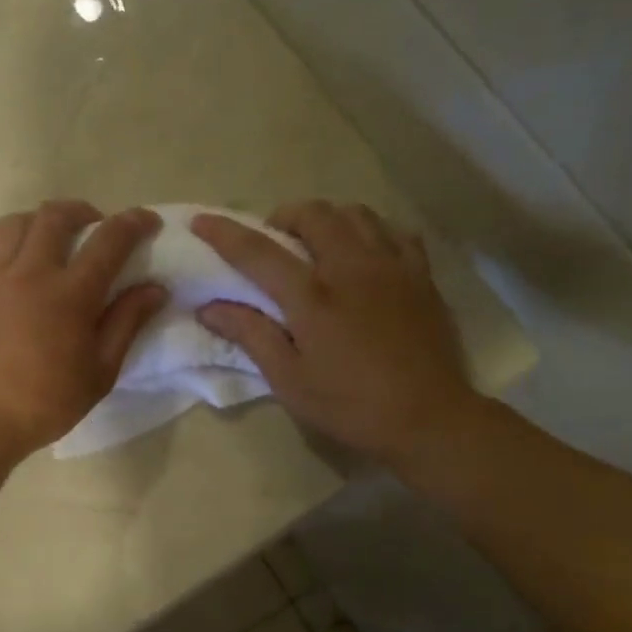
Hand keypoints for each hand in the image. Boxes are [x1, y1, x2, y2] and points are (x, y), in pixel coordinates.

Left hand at [0, 201, 166, 458]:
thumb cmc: (45, 403)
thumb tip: (155, 288)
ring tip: (51, 236)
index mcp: (70, 295)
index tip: (146, 221)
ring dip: (42, 220)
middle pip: (57, 217)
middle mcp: (30, 272)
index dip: (133, 223)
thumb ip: (127, 323)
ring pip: (18, 221)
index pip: (109, 241)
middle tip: (94, 227)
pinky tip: (14, 247)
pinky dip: (7, 233)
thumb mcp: (100, 372)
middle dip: (84, 212)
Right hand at [191, 201, 476, 465]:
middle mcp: (351, 269)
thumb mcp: (289, 380)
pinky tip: (363, 251)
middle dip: (284, 217)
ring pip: (356, 213)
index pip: (258, 252)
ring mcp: (392, 266)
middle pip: (313, 214)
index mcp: (312, 298)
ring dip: (327, 218)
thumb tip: (209, 309)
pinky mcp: (421, 275)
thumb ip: (250, 335)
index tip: (201, 221)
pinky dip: (370, 230)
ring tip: (317, 242)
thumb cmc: (350, 405)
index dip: (225, 234)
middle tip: (273, 241)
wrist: (430, 418)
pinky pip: (395, 231)